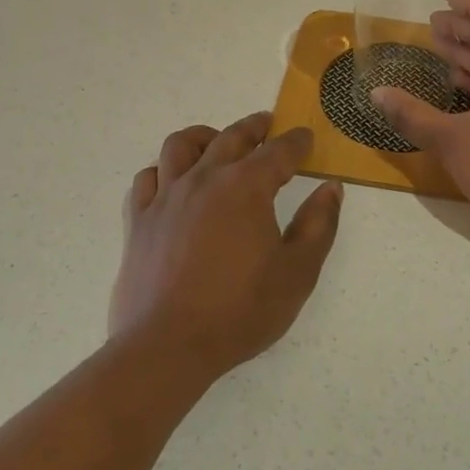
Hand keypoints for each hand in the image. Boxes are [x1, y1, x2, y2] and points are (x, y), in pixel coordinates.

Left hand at [113, 112, 343, 381]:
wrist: (167, 346)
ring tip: (216, 142)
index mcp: (246, 188)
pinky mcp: (138, 220)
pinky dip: (162, 171)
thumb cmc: (240, 311)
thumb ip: (319, 225)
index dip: (296, 142)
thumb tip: (331, 188)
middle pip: (231, 138)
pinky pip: (147, 179)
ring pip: (181, 146)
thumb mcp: (297, 273)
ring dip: (204, 137)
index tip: (306, 137)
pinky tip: (172, 182)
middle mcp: (204, 179)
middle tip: (267, 123)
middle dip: (254, 126)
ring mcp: (166, 197)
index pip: (278, 152)